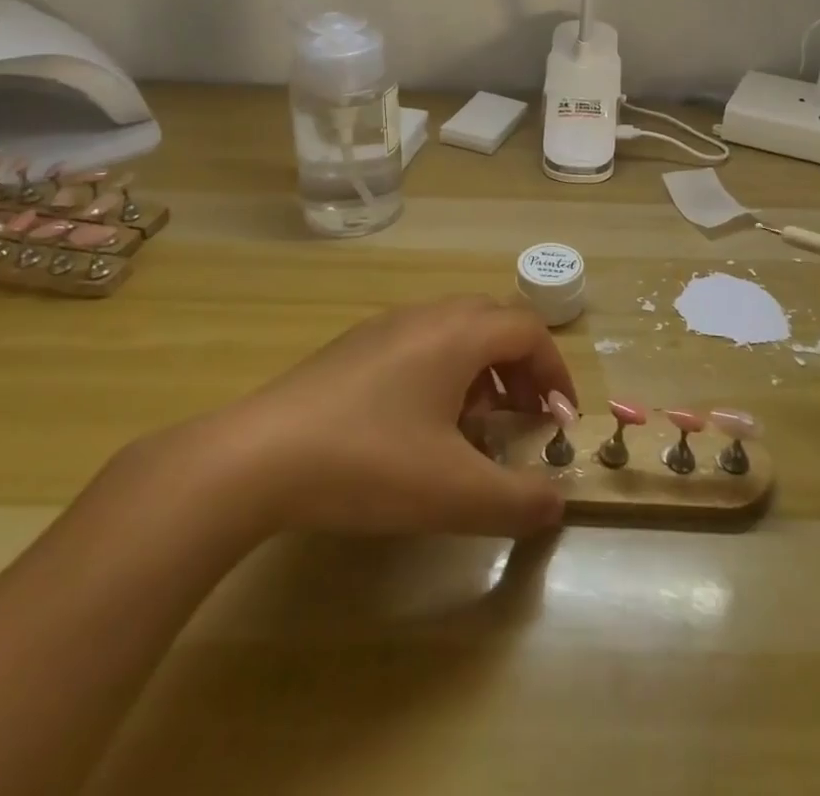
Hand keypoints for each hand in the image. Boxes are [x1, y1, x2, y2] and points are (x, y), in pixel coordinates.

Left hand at [157, 296, 577, 543]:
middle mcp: (428, 315)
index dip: (555, 372)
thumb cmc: (369, 463)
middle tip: (525, 417)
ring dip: (482, 369)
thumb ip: (517, 500)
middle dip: (522, 368)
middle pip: (495, 322)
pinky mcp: (354, 346)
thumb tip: (556, 504)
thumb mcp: (454, 493)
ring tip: (476, 424)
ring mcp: (386, 326)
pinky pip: (420, 342)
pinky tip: (419, 423)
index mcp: (460, 334)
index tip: (561, 420)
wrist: (258, 456)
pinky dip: (443, 370)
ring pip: (456, 330)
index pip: (529, 332)